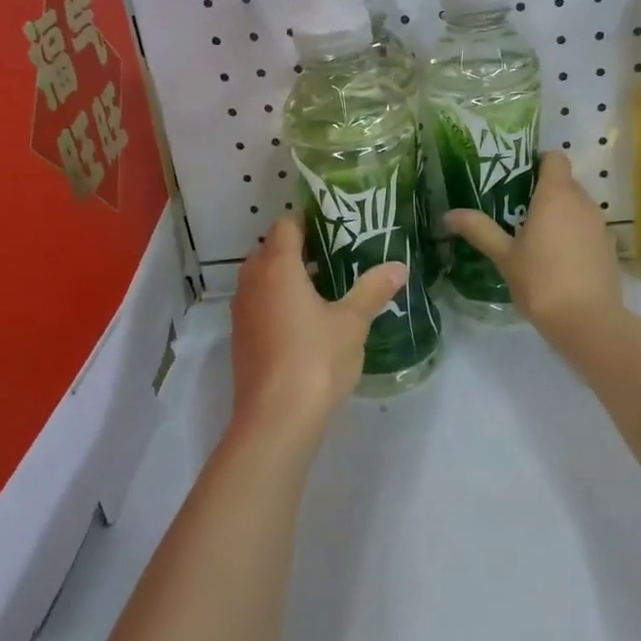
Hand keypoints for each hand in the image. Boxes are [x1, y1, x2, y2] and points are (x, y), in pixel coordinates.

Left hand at [230, 218, 408, 443]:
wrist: (276, 420)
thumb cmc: (316, 359)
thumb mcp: (352, 322)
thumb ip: (373, 290)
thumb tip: (398, 267)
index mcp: (277, 266)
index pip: (287, 225)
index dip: (310, 220)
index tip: (338, 226)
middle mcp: (252, 281)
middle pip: (272, 248)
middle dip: (302, 248)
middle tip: (339, 254)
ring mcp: (242, 311)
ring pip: (264, 278)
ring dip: (290, 276)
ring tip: (328, 285)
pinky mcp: (242, 337)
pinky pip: (260, 303)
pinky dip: (280, 300)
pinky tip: (309, 319)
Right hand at [443, 152, 623, 336]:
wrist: (588, 321)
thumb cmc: (541, 281)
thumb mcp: (504, 256)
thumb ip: (479, 230)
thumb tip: (448, 215)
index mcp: (556, 195)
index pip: (554, 158)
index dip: (537, 163)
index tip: (518, 180)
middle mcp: (583, 201)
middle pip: (565, 182)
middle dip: (544, 192)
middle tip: (517, 212)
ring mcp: (600, 224)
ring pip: (578, 206)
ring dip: (560, 215)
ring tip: (536, 238)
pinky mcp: (610, 247)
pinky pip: (588, 228)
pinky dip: (575, 235)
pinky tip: (558, 260)